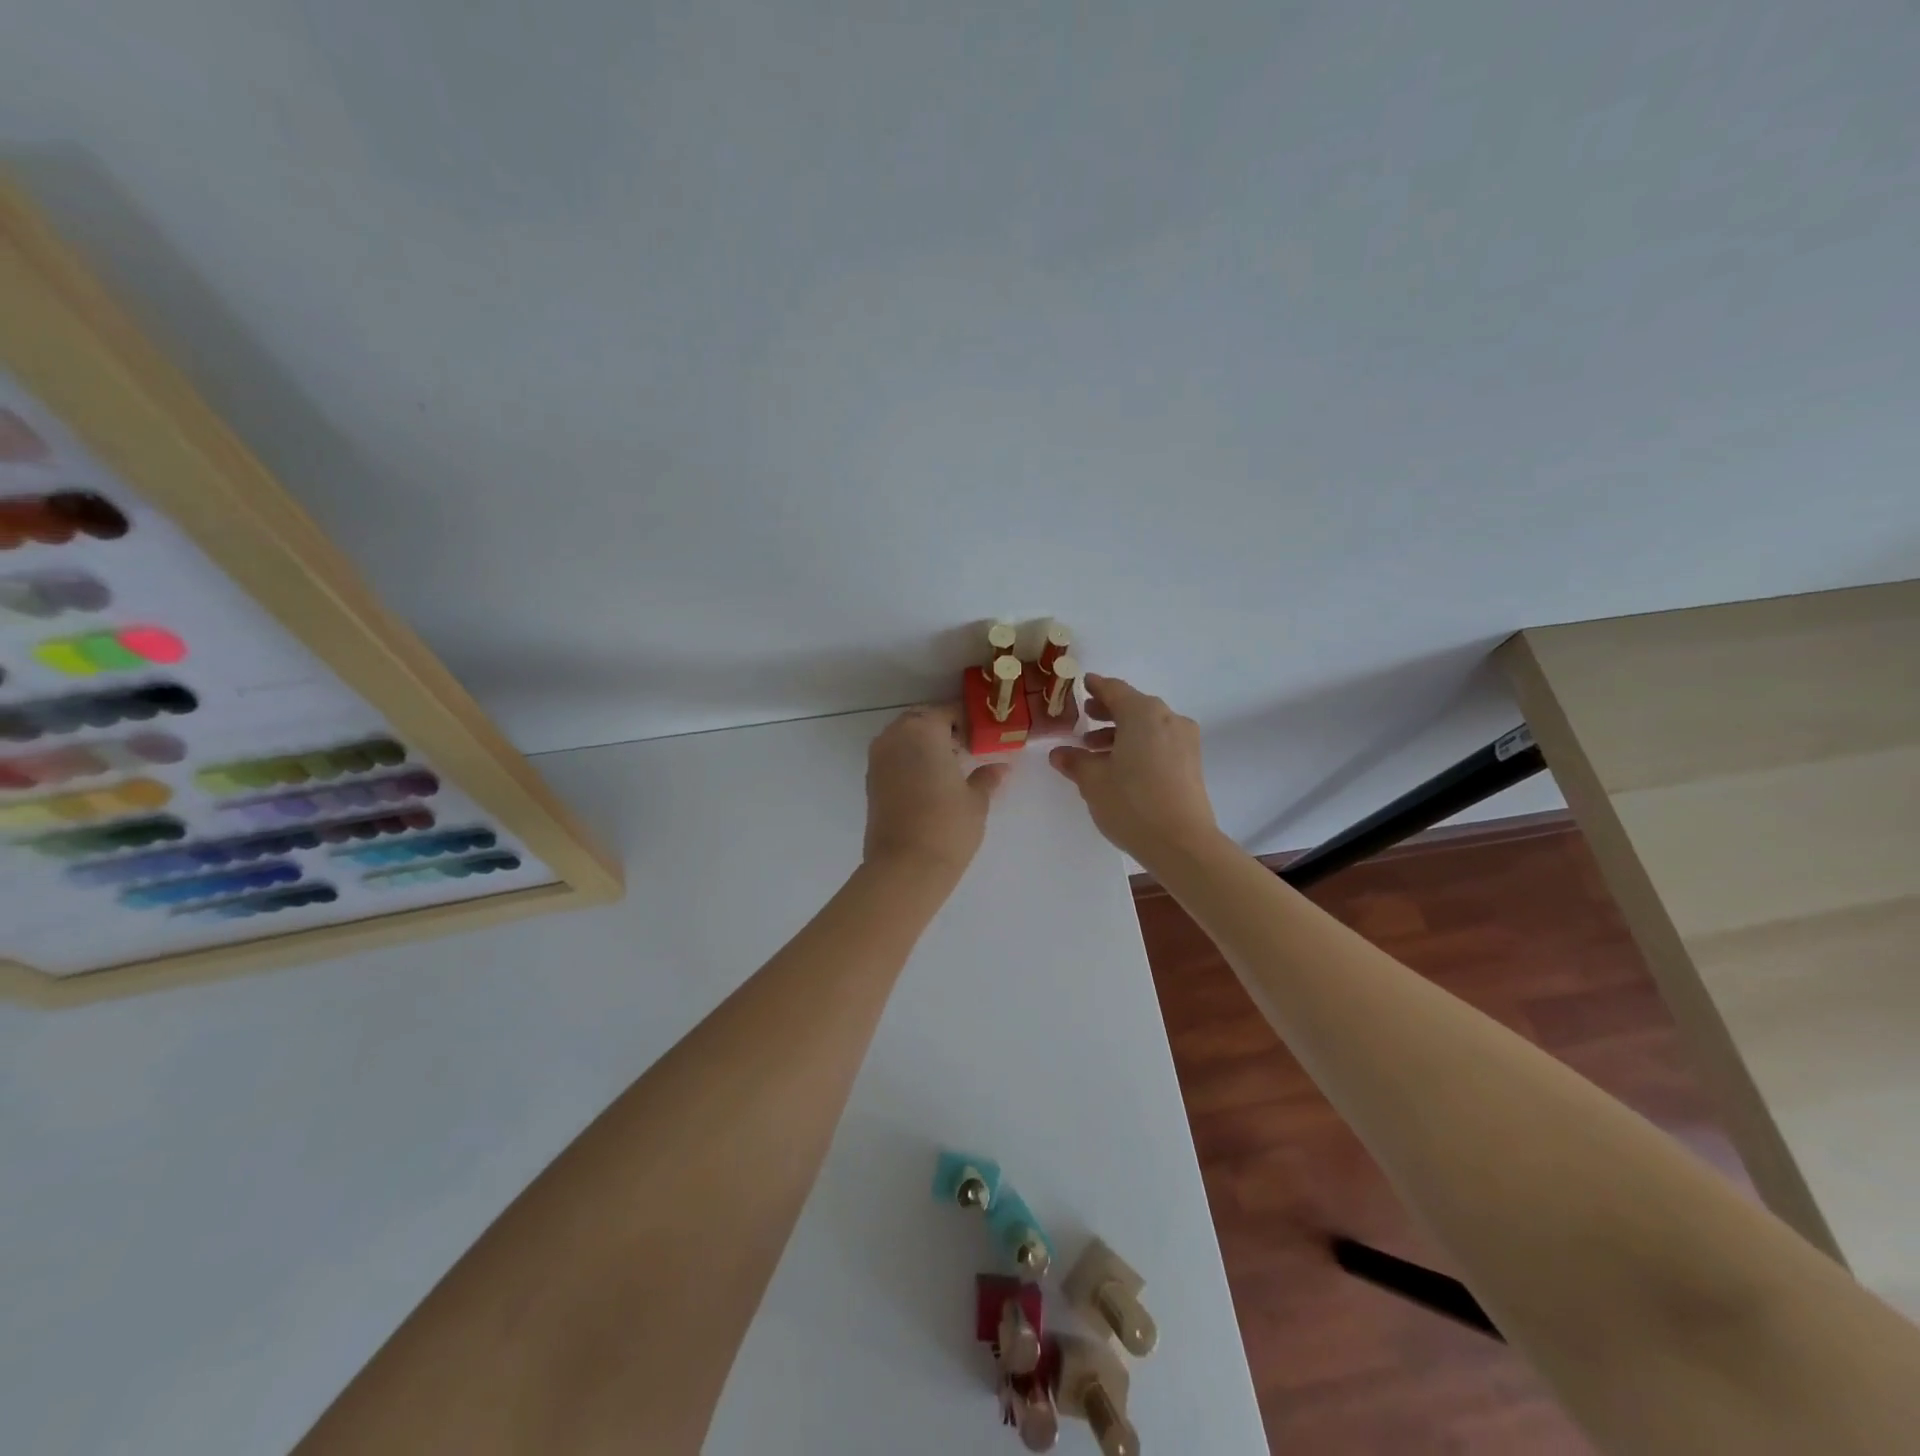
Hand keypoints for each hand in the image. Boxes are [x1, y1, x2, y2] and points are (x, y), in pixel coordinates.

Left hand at [864, 705, 1009, 875]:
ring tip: (949, 768)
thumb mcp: (976, 800)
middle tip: (966, 750)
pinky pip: (893, 757)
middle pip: (922, 721)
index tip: (983, 737)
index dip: (968, 722)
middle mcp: (895, 736)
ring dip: (924, 745)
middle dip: (943, 730)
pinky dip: (910, 761)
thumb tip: (1000, 768)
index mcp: (923, 729)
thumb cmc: (948, 825)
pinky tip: (930, 783)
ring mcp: (878, 758)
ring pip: (904, 738)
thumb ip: (986, 777)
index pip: (949, 712)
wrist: (905, 866)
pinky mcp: (871, 781)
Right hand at [1049, 675, 1220, 862]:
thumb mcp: (1093, 781)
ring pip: (1148, 726)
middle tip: (1085, 718)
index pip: (1114, 690)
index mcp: (1143, 713)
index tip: (1083, 684)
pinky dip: (1139, 745)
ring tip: (1095, 751)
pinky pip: (1159, 742)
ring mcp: (1184, 740)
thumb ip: (1075, 761)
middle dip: (1108, 711)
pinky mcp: (1191, 762)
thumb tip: (1060, 753)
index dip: (1096, 687)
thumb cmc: (1131, 803)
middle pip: (1134, 706)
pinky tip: (1120, 766)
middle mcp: (1168, 718)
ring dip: (1122, 732)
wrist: (1182, 843)